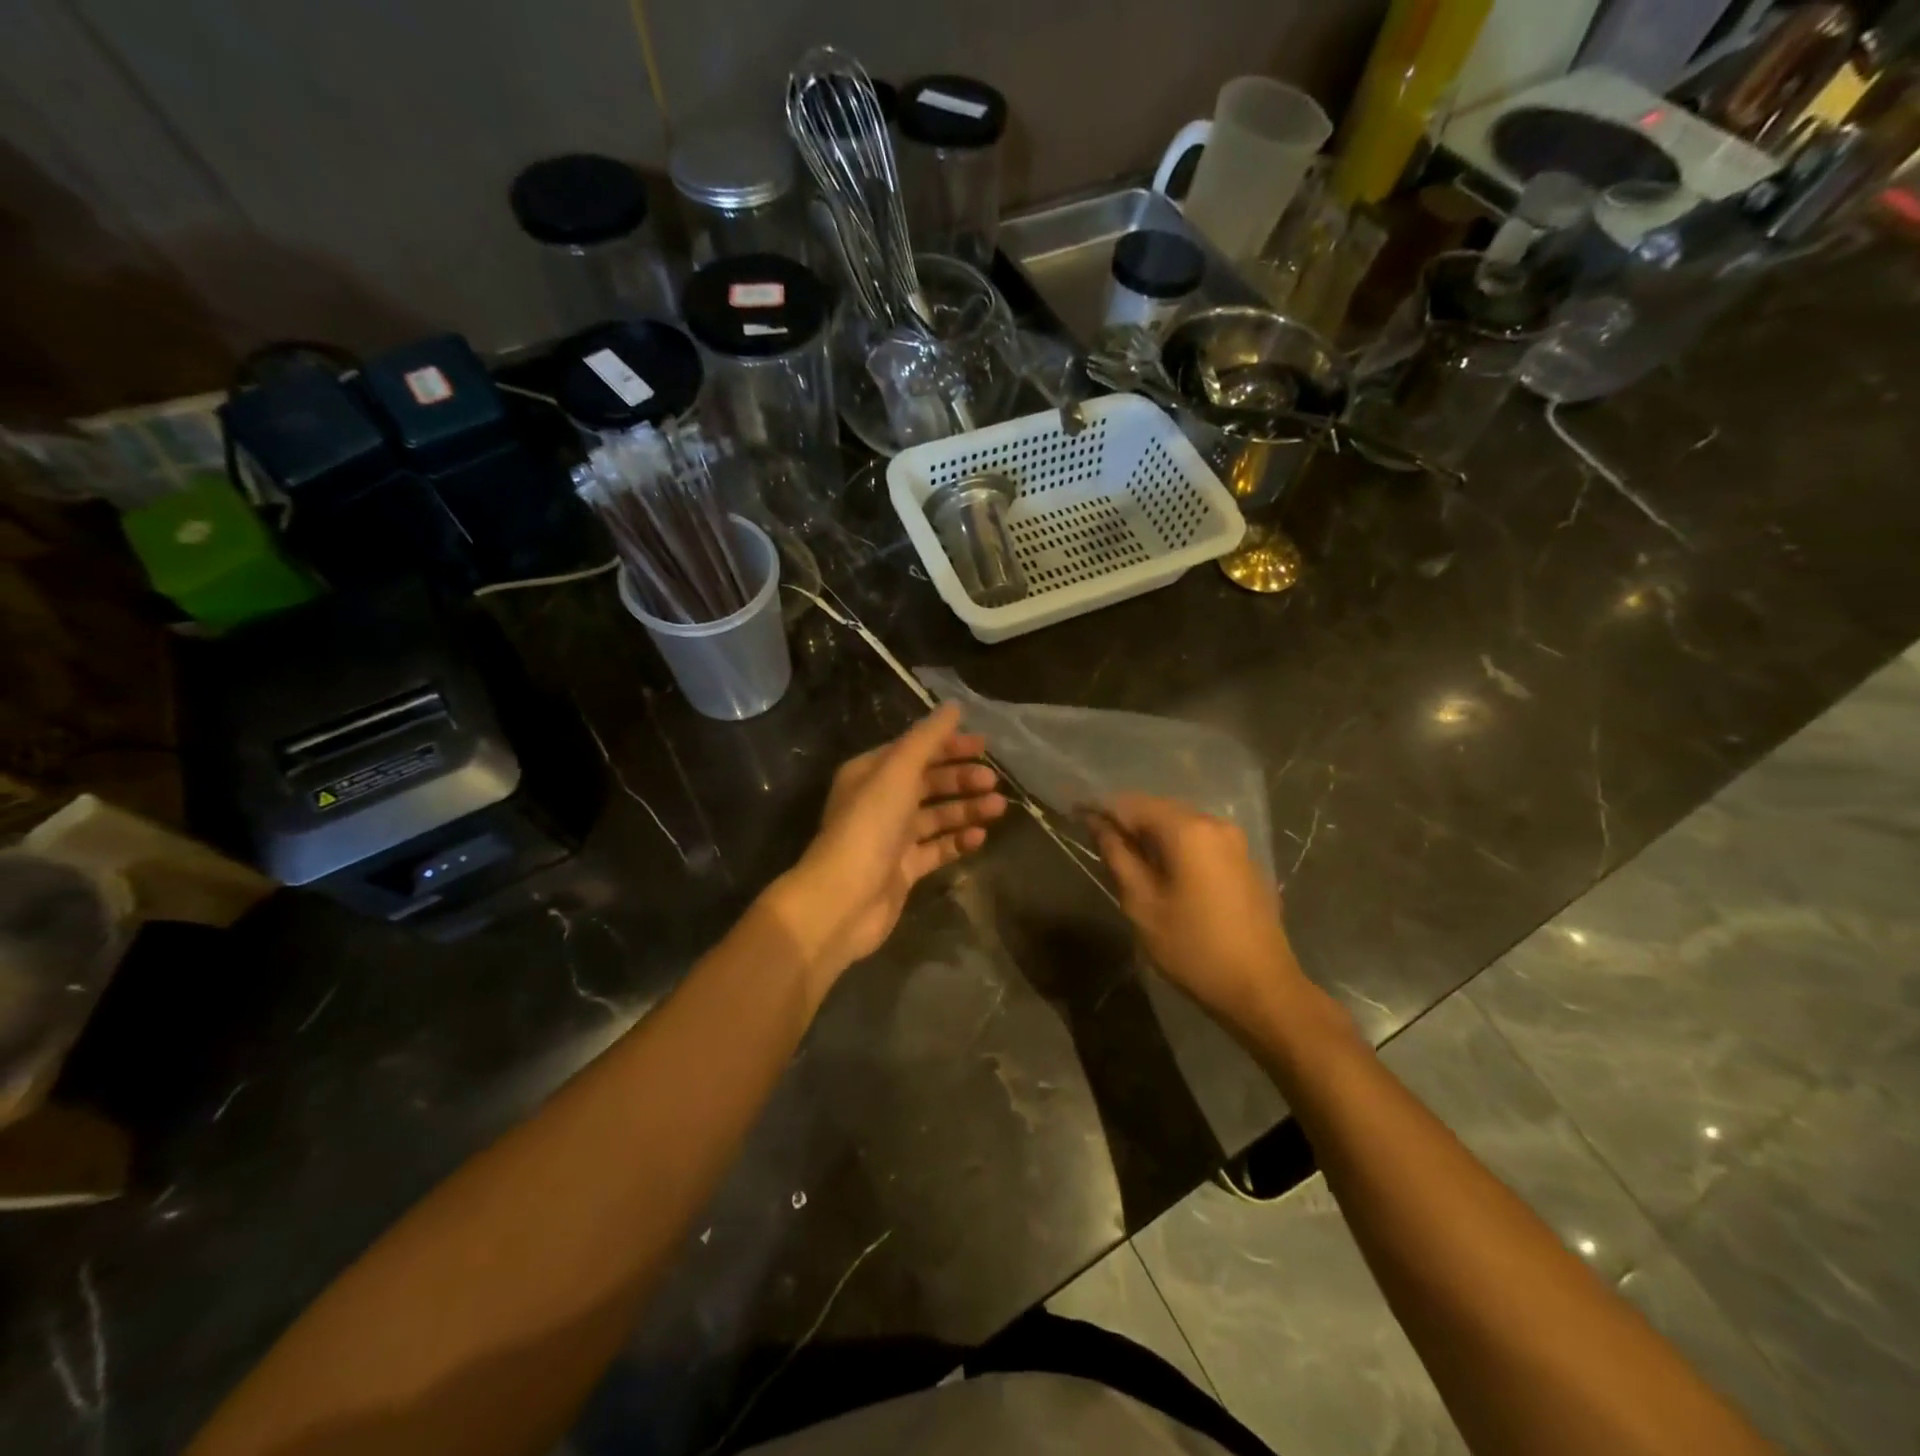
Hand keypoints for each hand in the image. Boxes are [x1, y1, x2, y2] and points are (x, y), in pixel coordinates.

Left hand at [766, 704, 1006, 996]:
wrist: (843, 899)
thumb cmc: (869, 826)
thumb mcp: (898, 771)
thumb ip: (927, 739)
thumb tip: (954, 707)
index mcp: (870, 773)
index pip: (915, 750)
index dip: (948, 745)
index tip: (984, 746)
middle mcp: (879, 802)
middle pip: (927, 783)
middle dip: (960, 780)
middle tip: (992, 782)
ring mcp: (891, 838)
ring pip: (935, 816)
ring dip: (965, 809)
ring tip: (998, 808)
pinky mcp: (902, 870)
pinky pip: (936, 849)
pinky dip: (957, 841)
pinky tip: (980, 837)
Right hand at [1090, 794, 1305, 1035]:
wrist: (1261, 988)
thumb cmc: (1193, 948)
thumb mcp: (1142, 904)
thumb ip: (1118, 856)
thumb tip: (1097, 824)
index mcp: (1187, 830)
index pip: (1131, 804)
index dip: (1101, 809)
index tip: (1076, 818)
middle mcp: (1214, 823)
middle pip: (1158, 808)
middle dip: (1127, 821)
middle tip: (1099, 843)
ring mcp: (1235, 840)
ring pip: (1180, 822)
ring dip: (1151, 834)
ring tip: (1127, 859)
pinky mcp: (1245, 859)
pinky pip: (1200, 838)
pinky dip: (1175, 845)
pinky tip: (1163, 870)